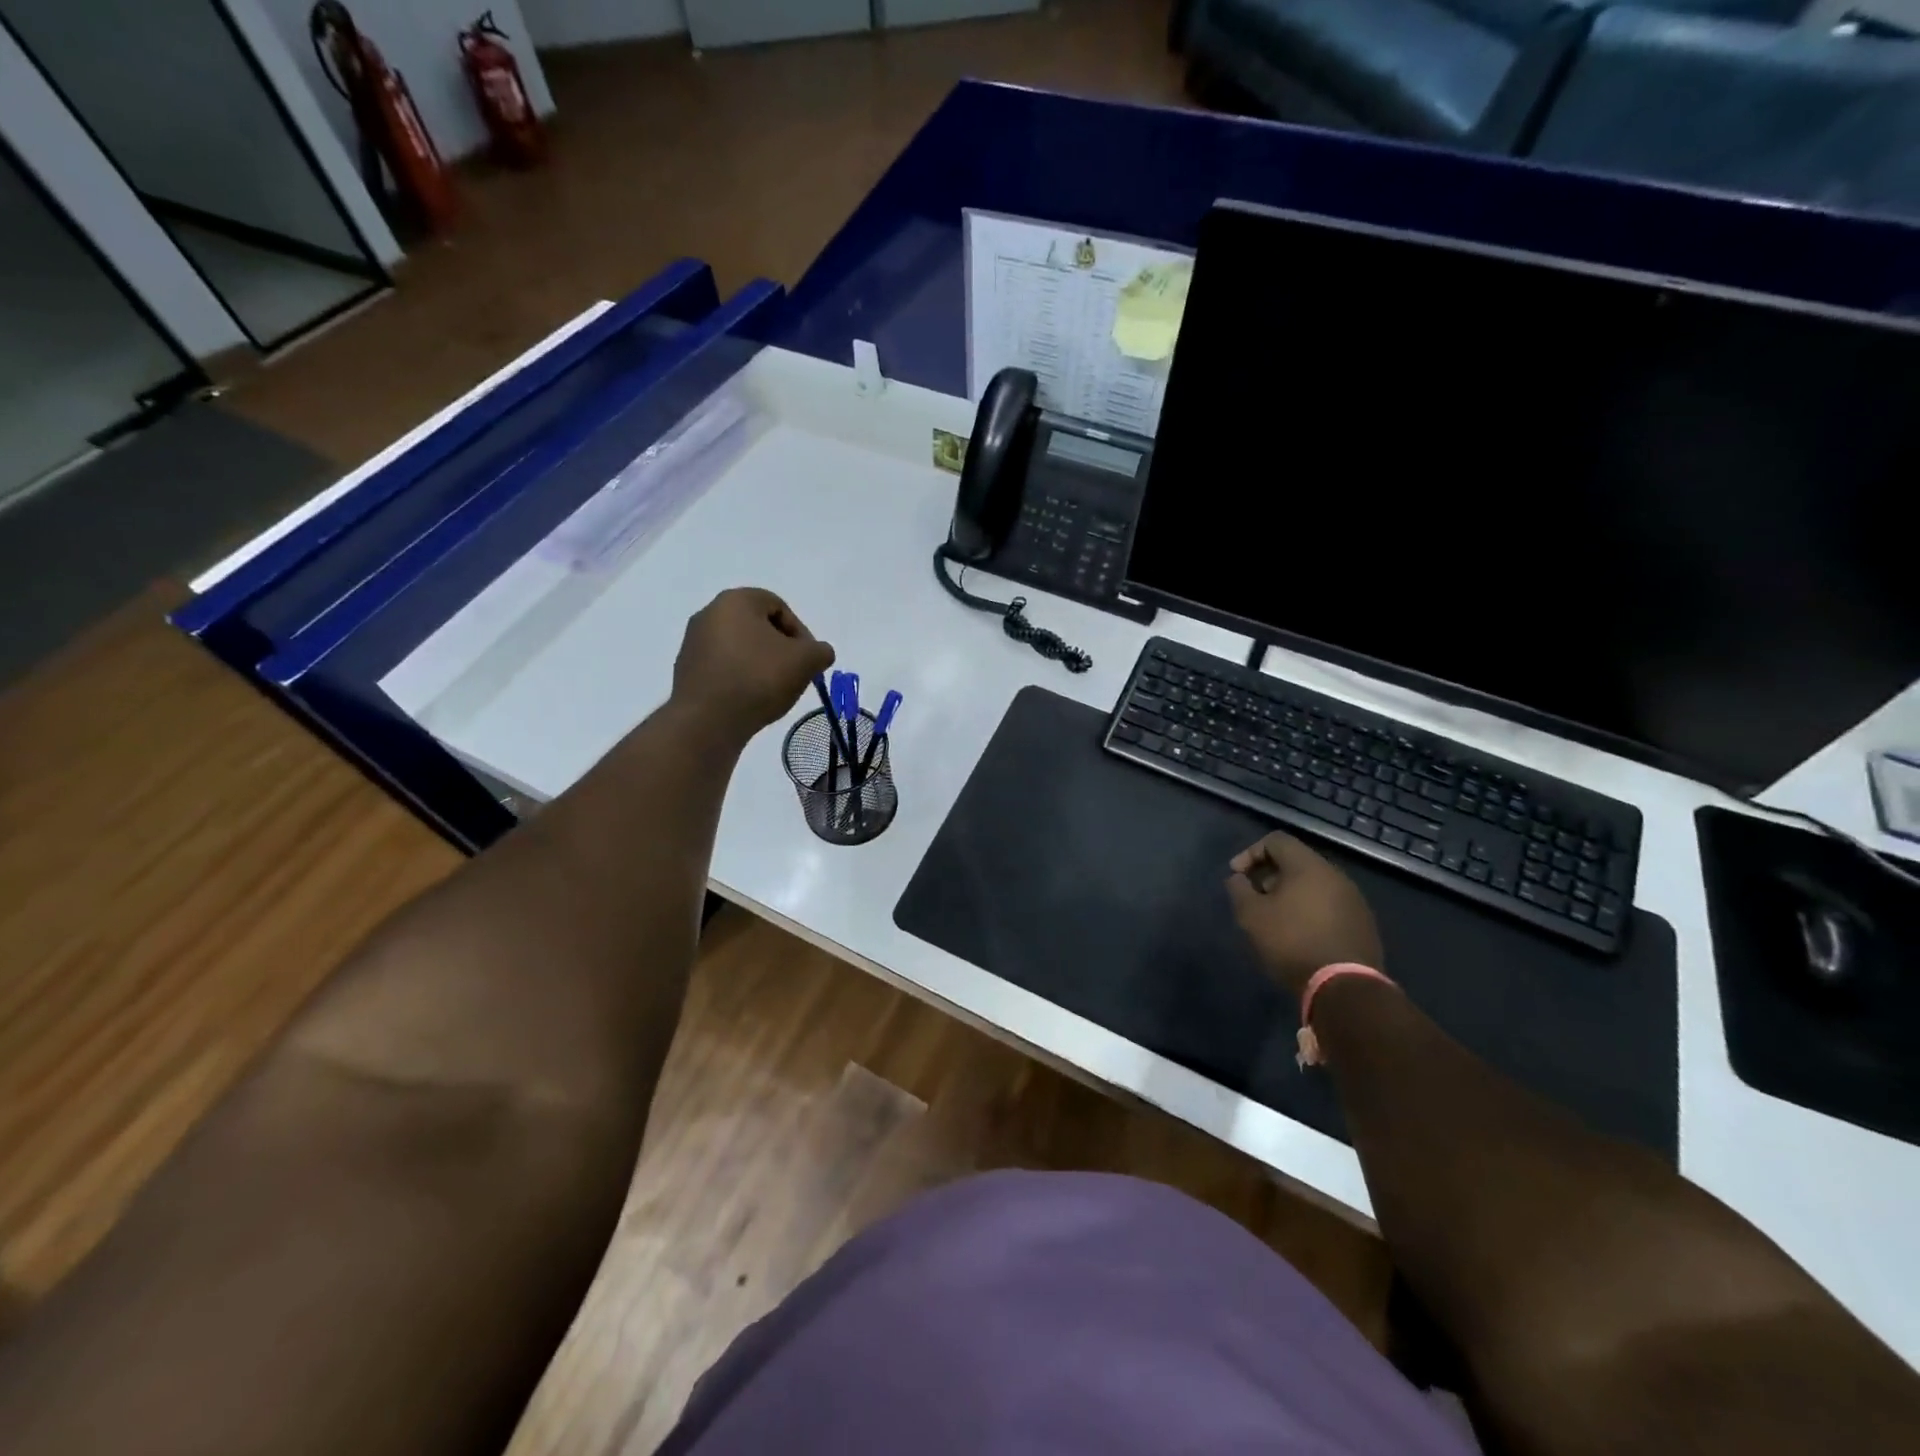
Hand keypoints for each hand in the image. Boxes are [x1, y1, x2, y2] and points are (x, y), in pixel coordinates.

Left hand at [672, 588, 834, 735]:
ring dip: (760, 664)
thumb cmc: (758, 679)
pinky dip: (740, 677)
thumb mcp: (805, 661)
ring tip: (773, 690)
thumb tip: (818, 653)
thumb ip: (820, 651)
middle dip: (780, 648)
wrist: (707, 720)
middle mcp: (709, 613)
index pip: (778, 606)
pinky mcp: (686, 670)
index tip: (808, 659)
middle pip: (757, 626)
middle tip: (794, 673)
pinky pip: (723, 667)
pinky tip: (750, 700)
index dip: (801, 632)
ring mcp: (693, 642)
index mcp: (736, 601)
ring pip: (740, 647)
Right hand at [1226, 831, 1382, 999]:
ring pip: (1314, 884)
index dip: (1250, 853)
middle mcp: (1336, 875)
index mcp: (1308, 866)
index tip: (1237, 877)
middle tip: (1254, 898)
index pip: (1276, 840)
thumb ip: (1239, 890)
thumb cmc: (1292, 942)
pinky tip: (1300, 935)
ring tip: (1275, 918)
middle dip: (1269, 876)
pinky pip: (1329, 905)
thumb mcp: (1252, 915)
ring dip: (1290, 894)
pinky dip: (1310, 910)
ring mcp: (1354, 900)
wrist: (1345, 987)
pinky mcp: (1363, 923)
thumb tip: (1238, 878)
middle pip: (1296, 862)